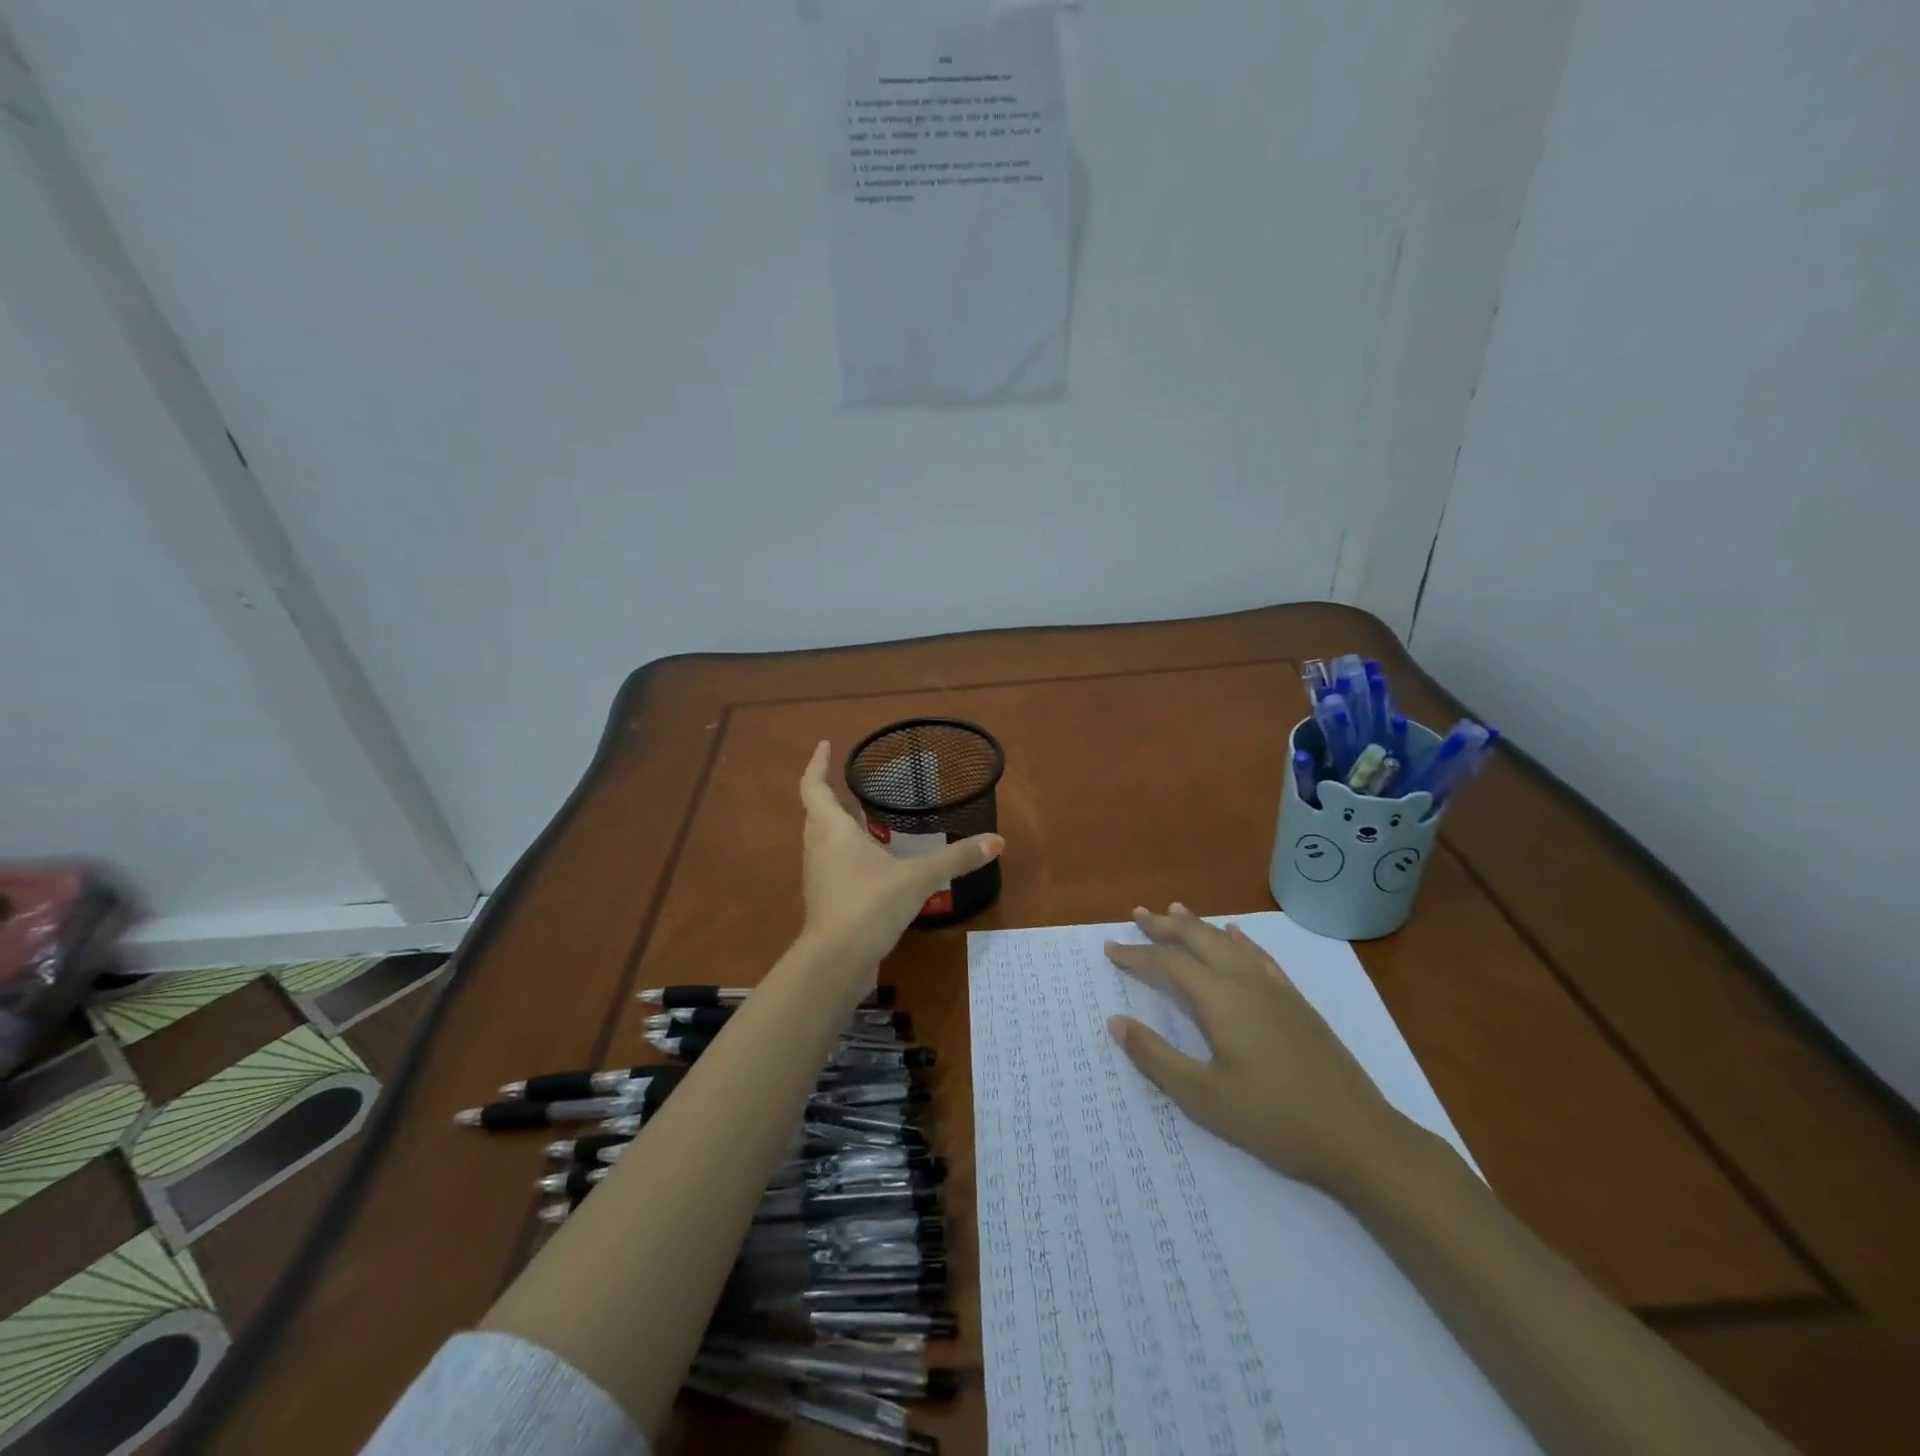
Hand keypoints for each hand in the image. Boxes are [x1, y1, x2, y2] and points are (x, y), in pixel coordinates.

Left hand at [798, 742, 1003, 973]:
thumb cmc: (870, 904)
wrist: (838, 961)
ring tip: (866, 817)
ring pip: (824, 839)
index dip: (817, 764)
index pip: (814, 786)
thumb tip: (996, 841)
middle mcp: (819, 847)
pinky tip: (874, 861)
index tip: (826, 744)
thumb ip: (956, 859)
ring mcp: (819, 875)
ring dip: (840, 825)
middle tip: (854, 783)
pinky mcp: (826, 899)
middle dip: (831, 795)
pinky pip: (834, 863)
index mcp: (832, 829)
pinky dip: (847, 852)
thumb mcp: (918, 878)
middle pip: (817, 812)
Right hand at [1105, 904, 1421, 1199]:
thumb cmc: (1274, 1119)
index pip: (1168, 964)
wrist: (1358, 1137)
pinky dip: (1241, 940)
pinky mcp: (1297, 1003)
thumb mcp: (1204, 1096)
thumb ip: (1156, 1056)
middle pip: (1199, 940)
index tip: (1110, 948)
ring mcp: (1276, 990)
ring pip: (1229, 942)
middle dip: (1165, 926)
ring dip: (1198, 926)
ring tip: (1176, 910)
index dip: (1137, 954)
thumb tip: (1115, 1020)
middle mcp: (1245, 982)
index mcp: (1220, 999)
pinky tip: (1236, 935)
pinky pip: (1261, 957)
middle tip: (1138, 913)